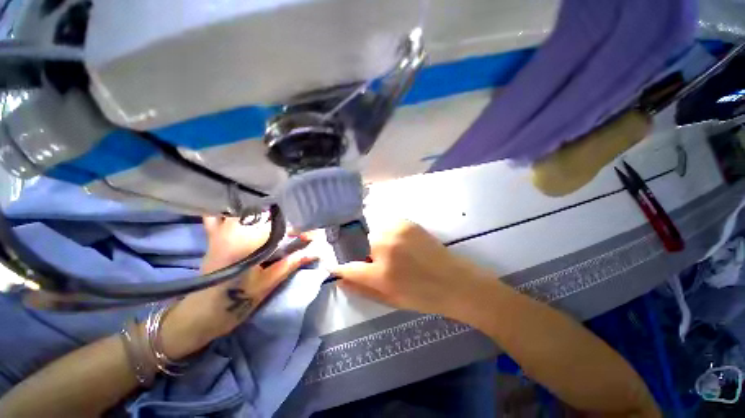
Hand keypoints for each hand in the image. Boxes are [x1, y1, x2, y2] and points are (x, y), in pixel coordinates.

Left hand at [160, 216, 316, 358]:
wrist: (201, 315)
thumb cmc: (235, 303)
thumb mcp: (268, 283)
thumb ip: (292, 263)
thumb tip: (315, 251)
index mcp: (248, 242)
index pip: (283, 227)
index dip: (301, 229)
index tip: (314, 235)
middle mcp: (234, 230)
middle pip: (266, 213)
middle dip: (288, 218)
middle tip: (301, 228)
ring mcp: (221, 231)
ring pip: (245, 209)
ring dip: (265, 211)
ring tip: (281, 217)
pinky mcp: (214, 236)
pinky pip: (219, 215)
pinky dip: (229, 210)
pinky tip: (242, 210)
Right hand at [331, 220, 486, 316]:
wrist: (455, 282)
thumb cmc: (422, 296)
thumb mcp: (388, 298)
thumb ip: (360, 287)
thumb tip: (339, 278)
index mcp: (381, 273)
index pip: (348, 266)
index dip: (339, 265)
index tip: (334, 264)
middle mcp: (385, 246)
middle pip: (358, 243)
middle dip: (360, 252)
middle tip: (372, 261)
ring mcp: (396, 230)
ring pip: (371, 232)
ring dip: (373, 241)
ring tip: (389, 252)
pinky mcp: (406, 222)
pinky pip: (385, 224)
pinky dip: (385, 232)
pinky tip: (398, 243)